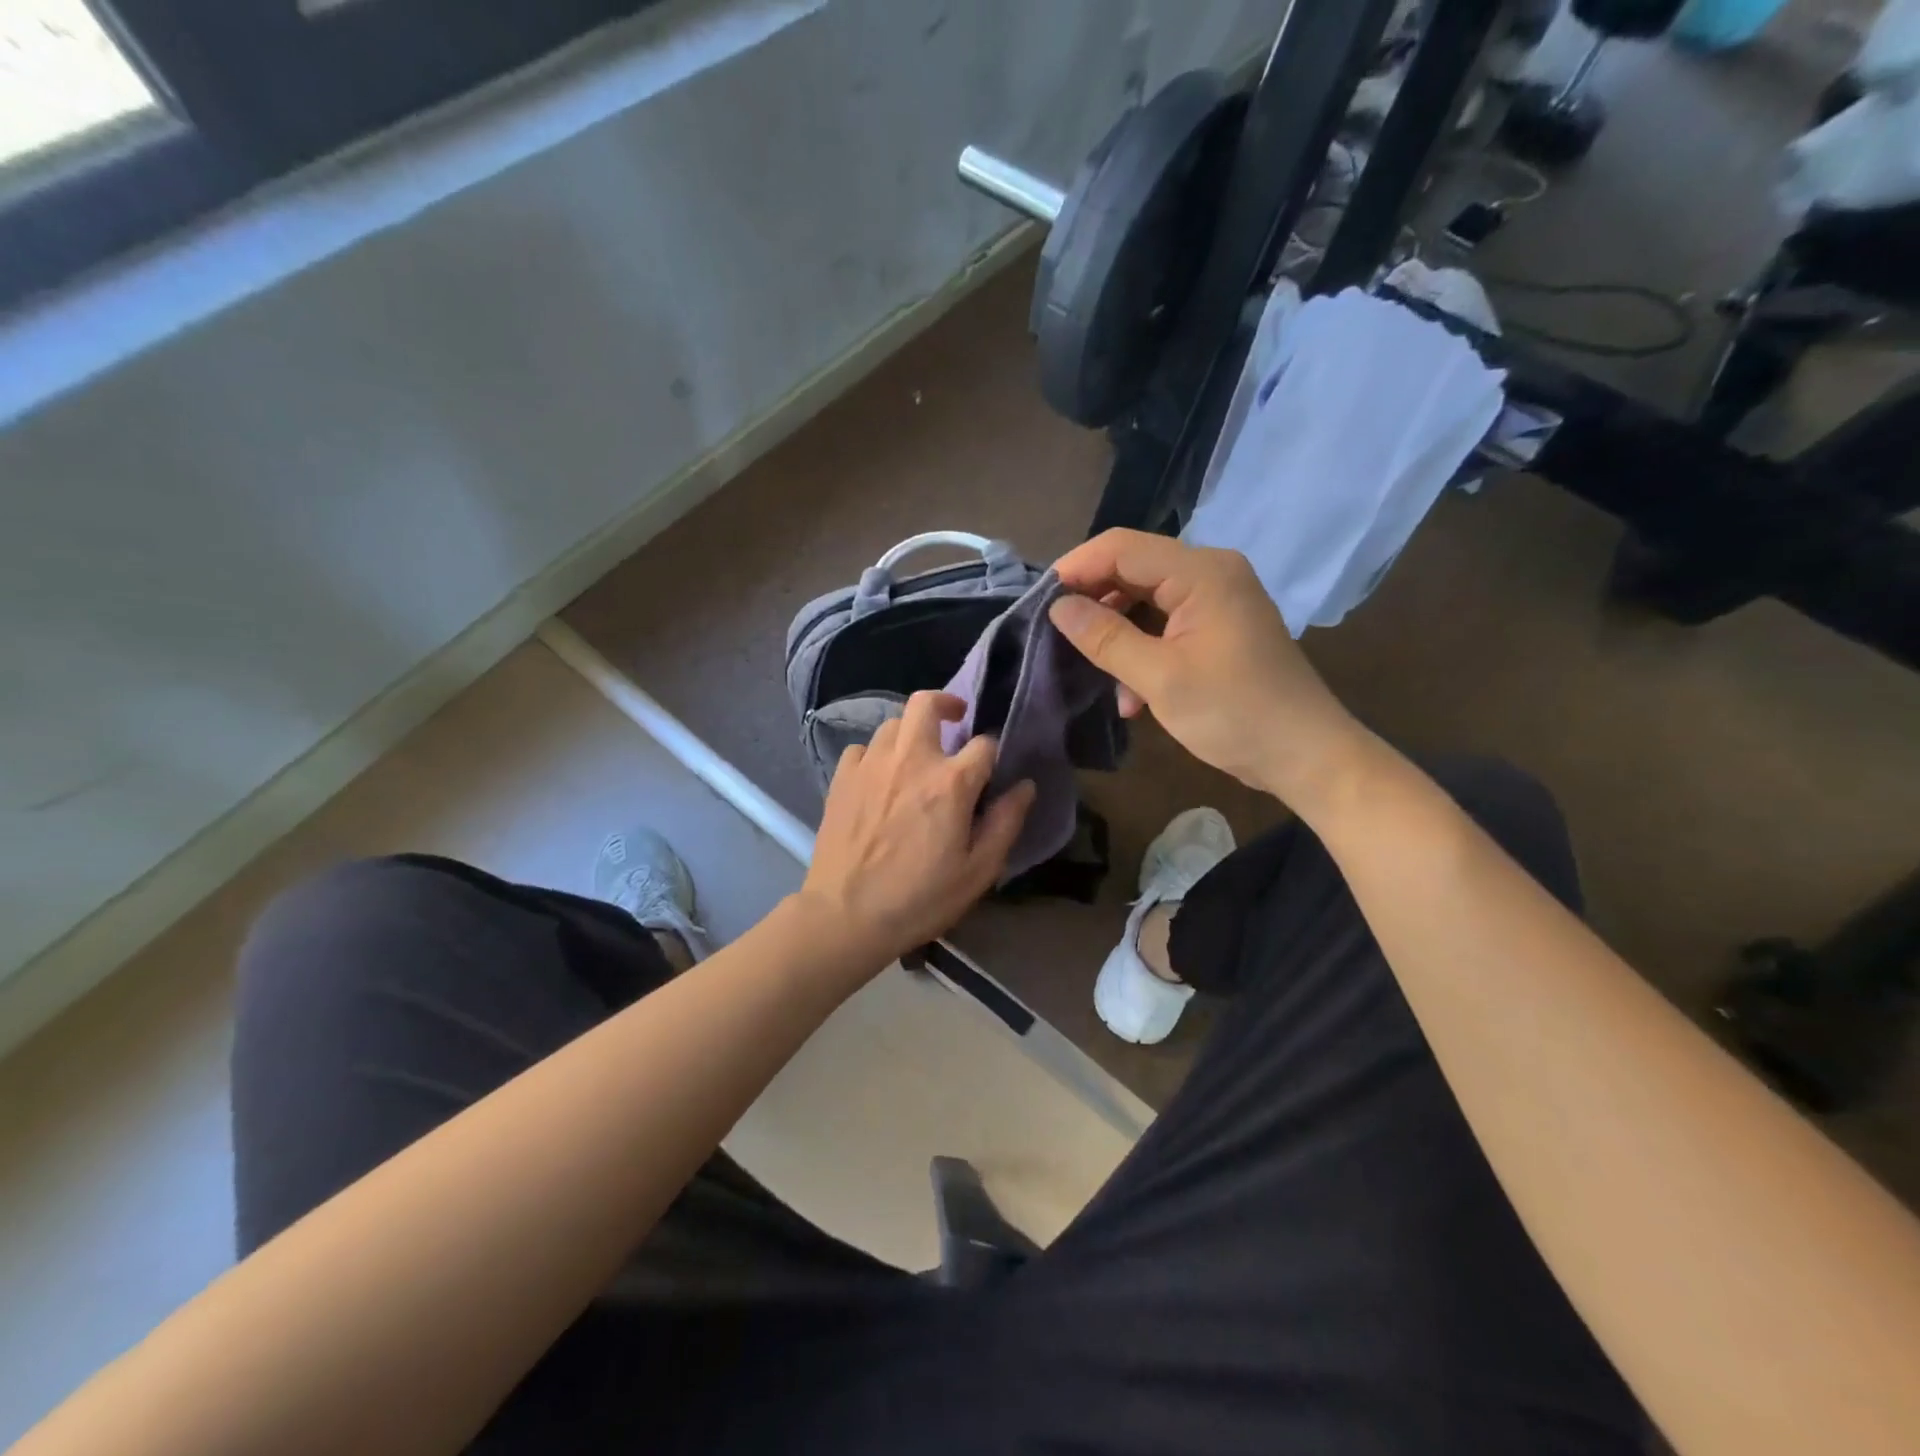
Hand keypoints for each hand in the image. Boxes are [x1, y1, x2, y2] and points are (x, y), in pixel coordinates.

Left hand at [800, 692, 1035, 968]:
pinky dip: (876, 756)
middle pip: (927, 703)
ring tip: (916, 758)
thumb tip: (1026, 786)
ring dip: (911, 733)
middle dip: (946, 703)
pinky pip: (863, 748)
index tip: (992, 771)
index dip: (993, 754)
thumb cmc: (921, 898)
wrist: (846, 915)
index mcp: (951, 782)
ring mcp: (872, 764)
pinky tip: (880, 779)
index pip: (984, 744)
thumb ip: (1006, 822)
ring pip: (893, 724)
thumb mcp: (979, 870)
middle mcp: (911, 759)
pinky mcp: (842, 777)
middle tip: (955, 721)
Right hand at [1050, 530, 1370, 812]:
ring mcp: (1218, 599)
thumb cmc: (1235, 714)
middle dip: (1093, 602)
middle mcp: (1211, 572)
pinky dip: (1141, 650)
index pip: (1121, 547)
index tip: (1038, 603)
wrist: (1305, 755)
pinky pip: (1165, 623)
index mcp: (1201, 573)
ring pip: (1145, 599)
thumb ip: (1105, 638)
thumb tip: (1058, 607)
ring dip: (1116, 634)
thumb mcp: (1160, 679)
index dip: (1075, 568)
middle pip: (1132, 568)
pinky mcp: (1219, 626)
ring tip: (1094, 673)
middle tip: (1055, 637)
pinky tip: (1131, 696)